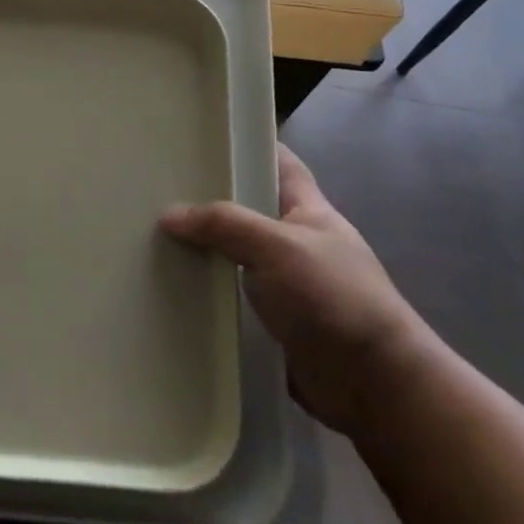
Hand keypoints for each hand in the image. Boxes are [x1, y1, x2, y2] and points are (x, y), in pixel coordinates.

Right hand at [161, 144, 433, 435]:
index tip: (202, 137)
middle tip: (157, 188)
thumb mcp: (278, 247)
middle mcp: (296, 241)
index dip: (247, 145)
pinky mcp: (273, 321)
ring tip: (150, 237)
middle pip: (248, 208)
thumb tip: (169, 215)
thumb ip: (225, 224)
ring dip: (203, 251)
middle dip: (209, 200)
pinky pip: (233, 297)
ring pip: (235, 254)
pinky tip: (170, 287)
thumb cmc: (334, 299)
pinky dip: (207, 292)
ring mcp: (286, 283)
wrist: (374, 386)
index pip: (279, 162)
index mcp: (308, 210)